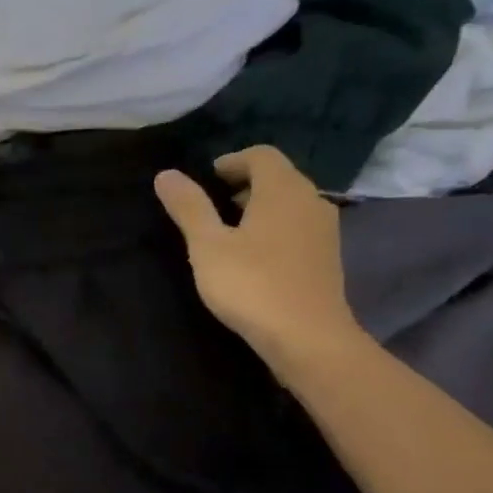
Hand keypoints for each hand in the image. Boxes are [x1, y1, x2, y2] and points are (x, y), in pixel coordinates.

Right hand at [153, 146, 366, 378]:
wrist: (307, 338)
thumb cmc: (252, 285)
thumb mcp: (208, 245)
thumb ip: (189, 207)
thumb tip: (166, 174)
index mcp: (283, 191)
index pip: (261, 155)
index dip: (231, 162)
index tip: (204, 181)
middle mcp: (311, 201)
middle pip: (277, 177)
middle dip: (243, 184)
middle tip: (209, 206)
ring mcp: (323, 230)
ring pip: (288, 203)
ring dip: (258, 207)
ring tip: (226, 232)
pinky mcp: (326, 257)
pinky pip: (296, 226)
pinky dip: (273, 228)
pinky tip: (251, 256)